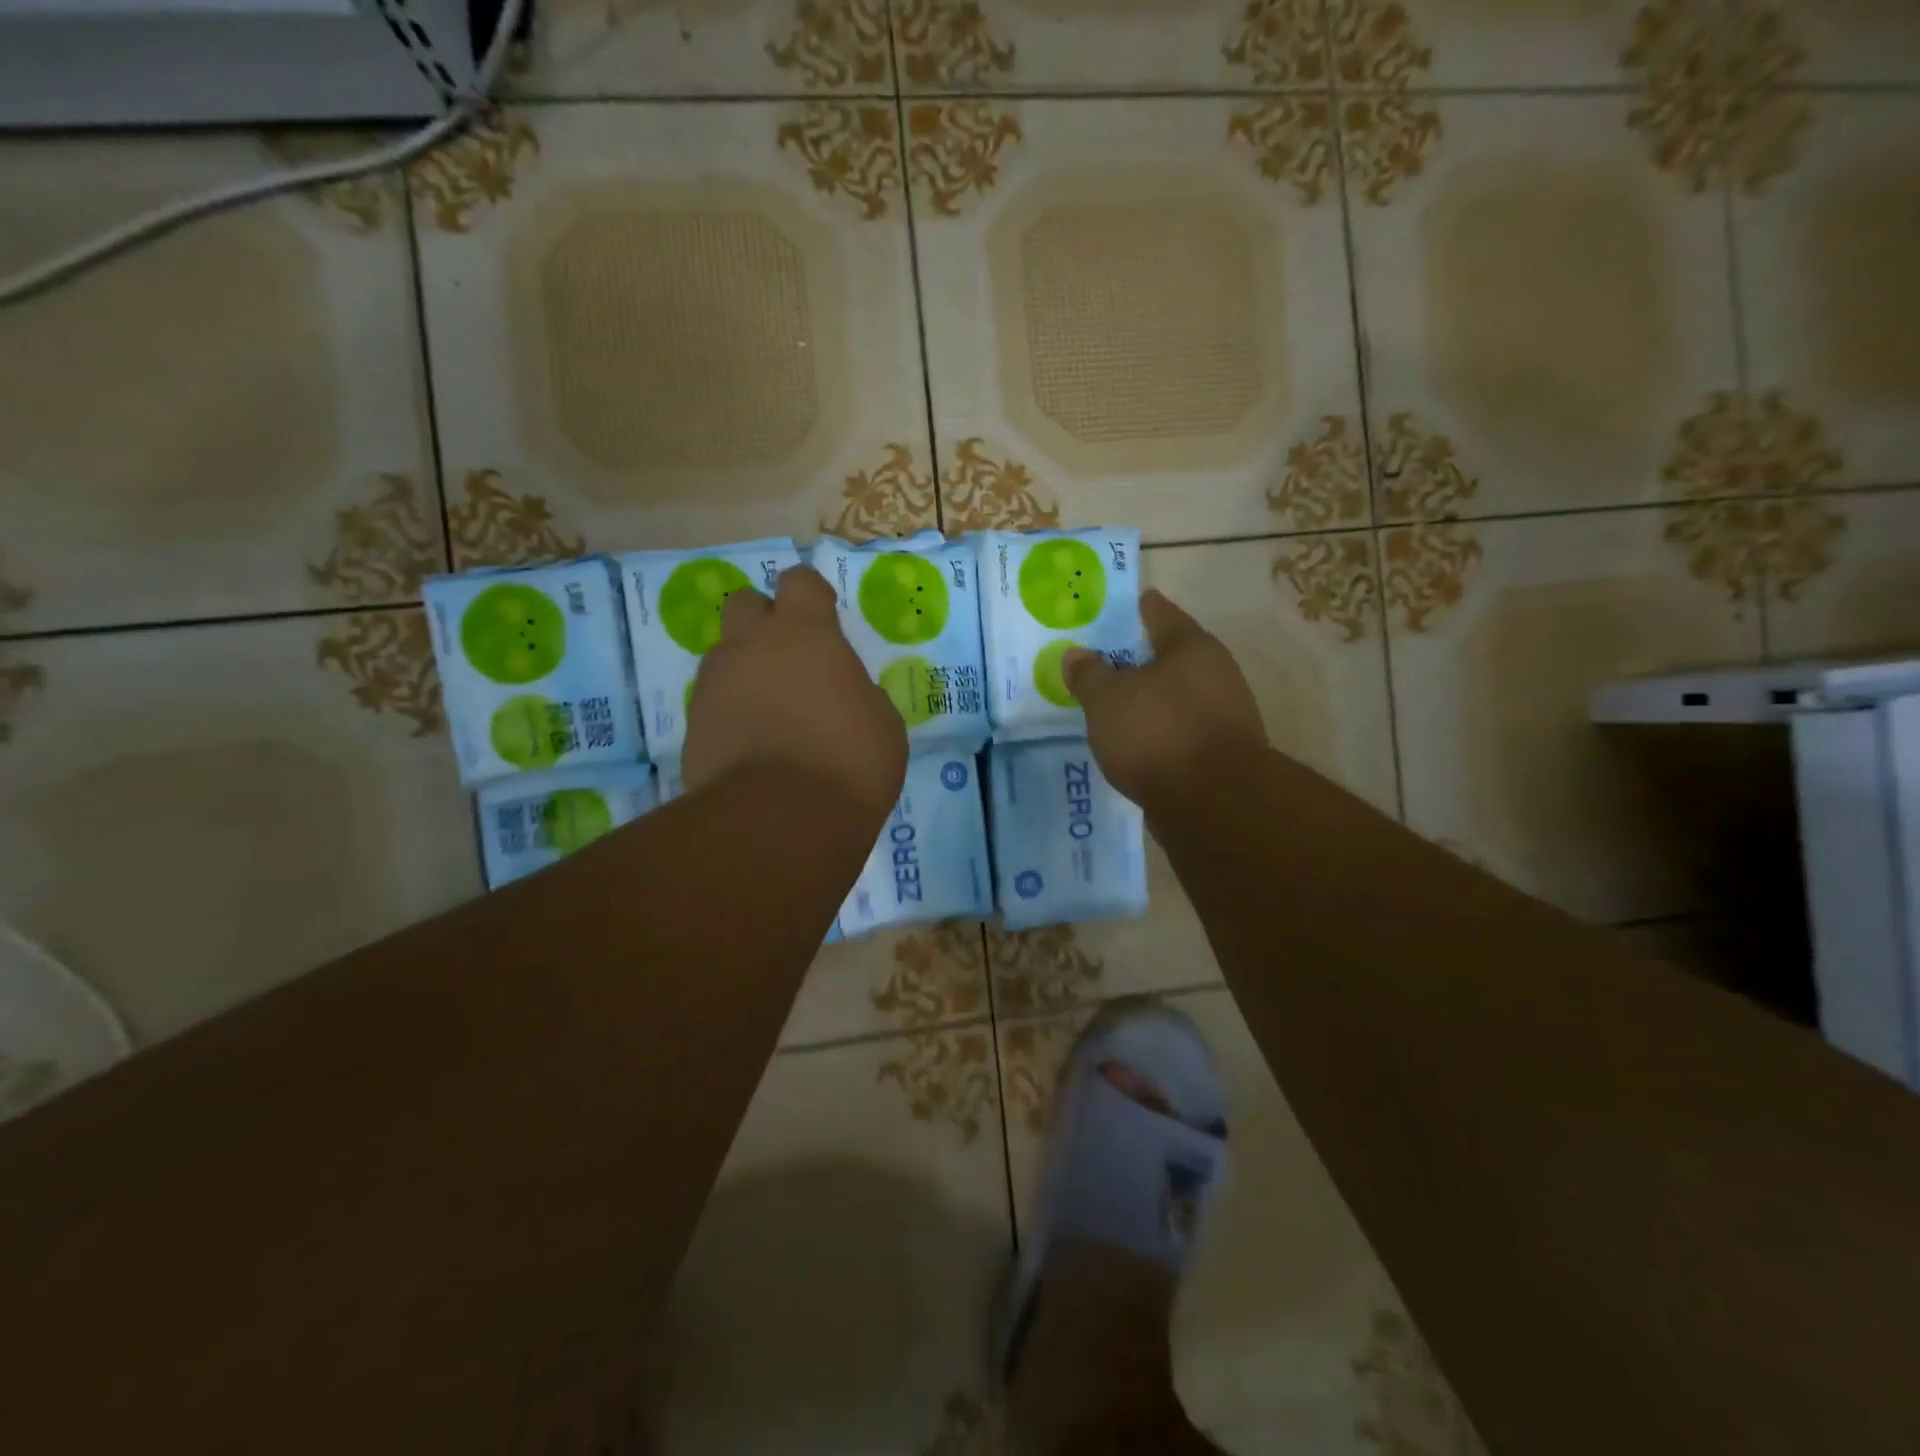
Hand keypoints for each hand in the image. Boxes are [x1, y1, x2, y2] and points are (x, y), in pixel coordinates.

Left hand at [683, 566, 907, 824]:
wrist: (781, 820)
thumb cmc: (850, 763)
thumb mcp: (881, 723)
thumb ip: (857, 692)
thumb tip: (843, 695)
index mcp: (805, 634)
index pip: (799, 581)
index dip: (811, 597)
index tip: (824, 623)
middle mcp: (751, 646)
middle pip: (745, 604)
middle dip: (764, 622)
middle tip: (790, 661)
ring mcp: (715, 685)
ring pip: (725, 657)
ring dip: (746, 672)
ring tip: (772, 717)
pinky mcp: (693, 726)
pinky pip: (713, 704)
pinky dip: (730, 716)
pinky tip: (752, 751)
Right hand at [1062, 589, 1266, 810]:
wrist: (1214, 803)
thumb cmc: (1158, 733)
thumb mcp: (1107, 700)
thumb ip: (1088, 675)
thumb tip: (1075, 654)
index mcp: (1192, 648)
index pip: (1162, 614)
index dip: (1142, 608)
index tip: (1130, 602)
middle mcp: (1217, 674)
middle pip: (1173, 658)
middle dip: (1142, 660)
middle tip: (1107, 660)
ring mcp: (1226, 716)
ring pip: (1179, 698)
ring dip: (1152, 701)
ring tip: (1117, 707)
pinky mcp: (1222, 755)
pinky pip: (1182, 732)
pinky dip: (1161, 733)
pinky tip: (1137, 744)